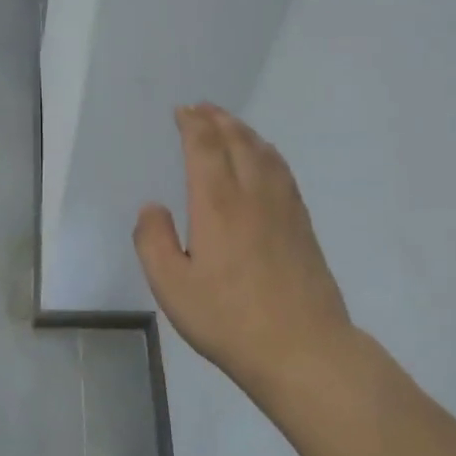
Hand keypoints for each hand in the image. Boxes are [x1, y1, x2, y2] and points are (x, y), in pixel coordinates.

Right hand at [134, 105, 351, 402]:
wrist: (301, 348)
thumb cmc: (228, 319)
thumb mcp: (171, 287)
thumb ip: (153, 241)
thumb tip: (152, 208)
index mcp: (217, 204)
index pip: (205, 148)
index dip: (193, 124)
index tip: (182, 111)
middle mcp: (253, 195)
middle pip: (238, 141)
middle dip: (218, 120)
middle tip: (203, 107)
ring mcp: (284, 209)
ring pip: (265, 154)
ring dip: (245, 132)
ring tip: (231, 125)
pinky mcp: (303, 226)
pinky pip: (283, 173)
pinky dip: (268, 154)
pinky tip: (266, 161)